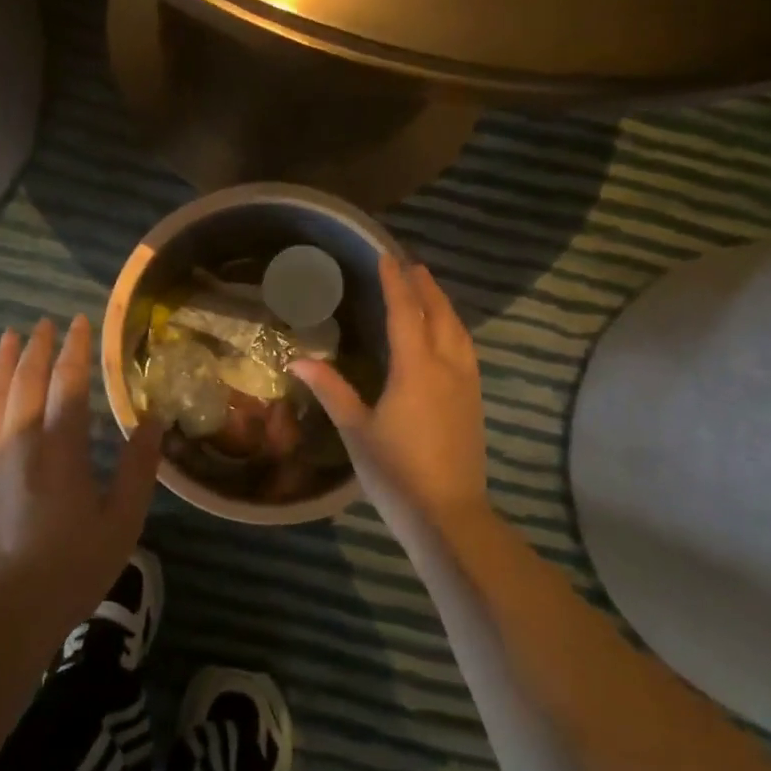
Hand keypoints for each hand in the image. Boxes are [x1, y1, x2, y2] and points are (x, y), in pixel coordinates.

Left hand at [0, 316, 164, 636]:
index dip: (76, 350)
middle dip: (38, 348)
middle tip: (45, 323)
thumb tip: (151, 421)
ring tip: (9, 338)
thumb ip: (137, 469)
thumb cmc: (69, 570)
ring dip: (0, 365)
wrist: (0, 617)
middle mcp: (18, 442)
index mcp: (60, 448)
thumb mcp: (121, 523)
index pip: (68, 383)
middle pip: (26, 382)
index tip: (80, 323)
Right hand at [290, 255, 491, 534]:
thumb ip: (331, 390)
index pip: (405, 313)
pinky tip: (447, 335)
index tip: (386, 256)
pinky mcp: (474, 402)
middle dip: (425, 287)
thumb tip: (296, 360)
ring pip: (459, 331)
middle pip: (439, 314)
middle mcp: (447, 367)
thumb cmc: (396, 472)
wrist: (448, 514)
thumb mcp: (356, 430)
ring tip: (429, 290)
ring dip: (443, 305)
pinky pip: (466, 350)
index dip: (395, 282)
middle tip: (410, 265)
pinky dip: (454, 329)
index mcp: (416, 369)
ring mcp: (466, 385)